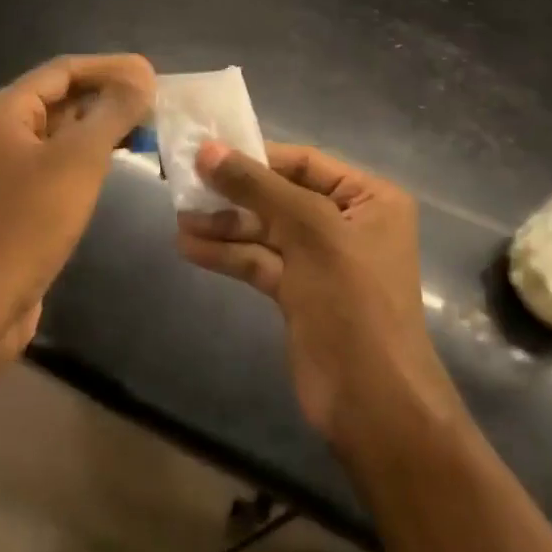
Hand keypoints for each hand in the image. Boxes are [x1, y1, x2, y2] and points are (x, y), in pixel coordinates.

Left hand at [0, 54, 154, 357]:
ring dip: (103, 125)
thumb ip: (113, 111)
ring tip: (148, 127)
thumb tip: (143, 74)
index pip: (64, 69)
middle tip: (157, 101)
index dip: (110, 67)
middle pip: (63, 97)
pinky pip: (60, 161)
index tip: (152, 73)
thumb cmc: (28, 222)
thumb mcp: (78, 159)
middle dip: (109, 95)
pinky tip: (120, 160)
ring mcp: (10, 166)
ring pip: (63, 130)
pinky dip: (91, 154)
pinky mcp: (20, 198)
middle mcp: (3, 130)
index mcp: (6, 110)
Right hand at [177, 142, 455, 446]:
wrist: (372, 401)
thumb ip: (256, 186)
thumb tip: (207, 150)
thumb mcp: (309, 230)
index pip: (304, 162)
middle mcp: (347, 222)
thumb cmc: (352, 300)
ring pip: (265, 230)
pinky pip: (260, 261)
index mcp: (369, 198)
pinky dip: (228, 254)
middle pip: (280, 195)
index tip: (207, 151)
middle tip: (184, 182)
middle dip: (234, 192)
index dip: (255, 155)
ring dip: (224, 225)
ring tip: (179, 218)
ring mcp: (321, 260)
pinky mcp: (298, 293)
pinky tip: (190, 247)